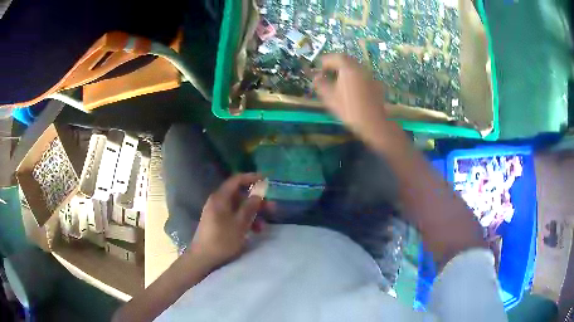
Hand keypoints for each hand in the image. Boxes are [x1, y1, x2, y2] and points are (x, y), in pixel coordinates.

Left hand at [189, 173, 264, 266]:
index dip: (252, 178)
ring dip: (253, 214)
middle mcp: (218, 202)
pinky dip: (245, 221)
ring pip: (238, 207)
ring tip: (263, 226)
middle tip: (272, 208)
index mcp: (220, 198)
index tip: (266, 179)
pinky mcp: (218, 222)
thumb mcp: (239, 224)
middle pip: (239, 195)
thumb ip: (250, 206)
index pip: (236, 180)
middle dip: (257, 201)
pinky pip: (234, 216)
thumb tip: (259, 192)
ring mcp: (217, 213)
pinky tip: (254, 231)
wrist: (203, 258)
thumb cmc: (222, 240)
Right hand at [314, 54, 393, 146]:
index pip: (336, 57)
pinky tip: (351, 88)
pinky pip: (363, 75)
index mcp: (349, 69)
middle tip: (328, 71)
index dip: (326, 60)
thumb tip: (316, 77)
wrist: (373, 123)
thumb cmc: (349, 110)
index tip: (319, 67)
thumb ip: (321, 84)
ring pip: (356, 67)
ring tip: (338, 80)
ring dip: (346, 70)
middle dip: (336, 63)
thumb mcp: (330, 98)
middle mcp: (361, 68)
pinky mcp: (376, 85)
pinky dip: (354, 77)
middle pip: (348, 60)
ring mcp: (370, 76)